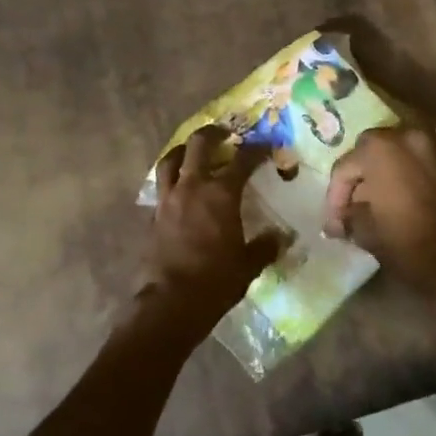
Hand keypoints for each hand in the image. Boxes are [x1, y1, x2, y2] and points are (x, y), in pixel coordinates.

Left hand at [139, 126, 282, 340]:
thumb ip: (265, 246)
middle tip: (225, 134)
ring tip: (192, 152)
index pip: (242, 160)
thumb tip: (281, 237)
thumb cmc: (216, 281)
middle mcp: (192, 187)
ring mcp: (168, 199)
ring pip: (170, 160)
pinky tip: (179, 190)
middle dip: (213, 134)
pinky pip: (161, 186)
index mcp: (220, 194)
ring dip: (183, 150)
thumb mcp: (248, 265)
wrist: (170, 302)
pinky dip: (171, 180)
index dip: (257, 150)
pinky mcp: (153, 215)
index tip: (267, 147)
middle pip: (198, 145)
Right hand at [323, 124, 435, 297]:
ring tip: (391, 187)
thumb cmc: (408, 244)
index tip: (336, 224)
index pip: (345, 167)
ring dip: (396, 159)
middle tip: (359, 203)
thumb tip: (341, 219)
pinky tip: (430, 161)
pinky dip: (434, 150)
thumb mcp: (366, 233)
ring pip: (407, 142)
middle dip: (363, 173)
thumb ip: (349, 217)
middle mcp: (407, 134)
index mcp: (377, 149)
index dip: (336, 197)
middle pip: (373, 149)